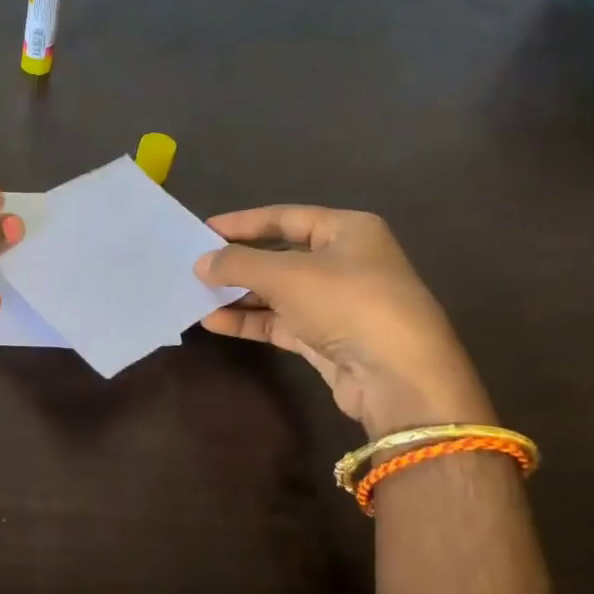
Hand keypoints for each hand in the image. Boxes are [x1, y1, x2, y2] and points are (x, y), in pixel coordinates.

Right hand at [195, 206, 492, 436]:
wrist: (397, 376)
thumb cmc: (347, 304)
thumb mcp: (287, 275)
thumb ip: (238, 264)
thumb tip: (200, 263)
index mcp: (347, 231)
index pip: (286, 217)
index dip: (243, 223)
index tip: (203, 230)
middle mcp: (344, 262)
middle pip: (279, 256)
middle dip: (237, 264)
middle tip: (196, 267)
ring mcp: (336, 303)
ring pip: (277, 292)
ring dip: (238, 295)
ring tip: (197, 296)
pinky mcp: (326, 338)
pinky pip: (279, 322)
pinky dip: (249, 321)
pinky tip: (214, 322)